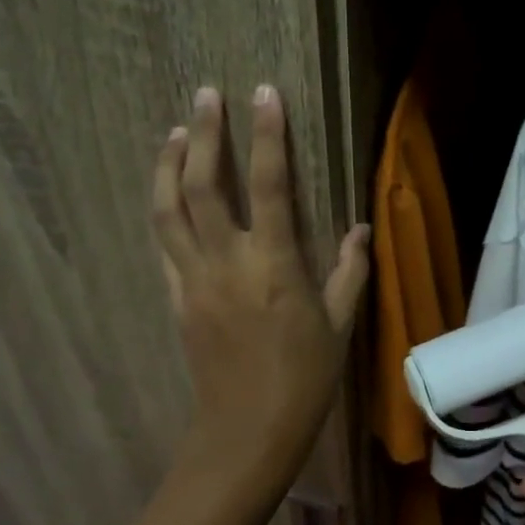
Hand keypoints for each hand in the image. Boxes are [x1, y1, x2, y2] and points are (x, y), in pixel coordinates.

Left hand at [152, 84, 368, 501]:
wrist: (247, 430)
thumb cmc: (304, 380)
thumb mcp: (339, 326)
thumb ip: (349, 272)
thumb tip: (360, 228)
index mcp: (274, 266)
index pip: (270, 185)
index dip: (267, 135)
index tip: (264, 93)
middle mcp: (227, 263)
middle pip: (203, 186)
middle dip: (205, 134)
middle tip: (206, 94)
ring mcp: (194, 280)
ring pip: (168, 210)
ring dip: (170, 165)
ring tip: (177, 132)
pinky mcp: (177, 299)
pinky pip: (164, 244)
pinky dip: (164, 210)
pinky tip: (169, 193)